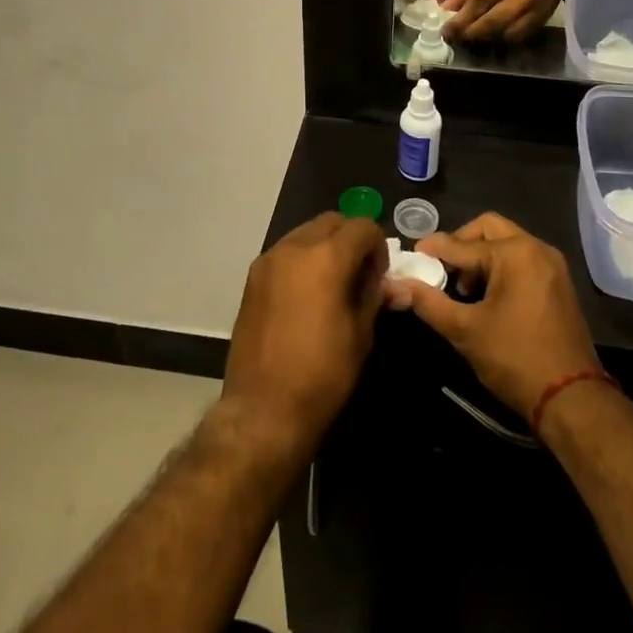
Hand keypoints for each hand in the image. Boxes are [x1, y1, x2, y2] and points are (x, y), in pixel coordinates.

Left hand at [221, 213, 386, 456]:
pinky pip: (286, 252)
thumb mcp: (361, 335)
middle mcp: (294, 247)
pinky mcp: (253, 277)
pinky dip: (302, 260)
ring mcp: (269, 259)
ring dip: (325, 246)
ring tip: (332, 284)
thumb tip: (380, 279)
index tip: (379, 276)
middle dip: (351, 239)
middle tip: (359, 274)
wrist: (263, 410)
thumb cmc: (321, 375)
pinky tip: (307, 295)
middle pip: (332, 221)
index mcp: (326, 256)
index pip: (363, 226)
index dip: (378, 246)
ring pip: (306, 233)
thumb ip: (372, 294)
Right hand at [382, 213, 599, 418]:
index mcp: (514, 253)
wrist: (572, 400)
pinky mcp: (559, 283)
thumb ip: (428, 302)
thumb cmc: (515, 359)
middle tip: (442, 268)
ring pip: (507, 242)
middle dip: (461, 244)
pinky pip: (523, 259)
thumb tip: (395, 285)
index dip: (432, 250)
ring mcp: (552, 265)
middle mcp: (536, 248)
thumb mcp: (465, 330)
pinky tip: (488, 297)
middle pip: (488, 228)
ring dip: (481, 256)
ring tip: (464, 289)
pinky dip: (501, 267)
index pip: (462, 244)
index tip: (411, 257)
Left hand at [443, 0, 566, 43]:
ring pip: (505, 33)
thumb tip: (446, 9)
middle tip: (454, 37)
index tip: (445, 29)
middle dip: (470, 31)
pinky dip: (501, 39)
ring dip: (484, 38)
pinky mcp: (542, 21)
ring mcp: (535, 10)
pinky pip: (518, 37)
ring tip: (469, 37)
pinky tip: (490, 37)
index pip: (480, 1)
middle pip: (493, 21)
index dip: (461, 18)